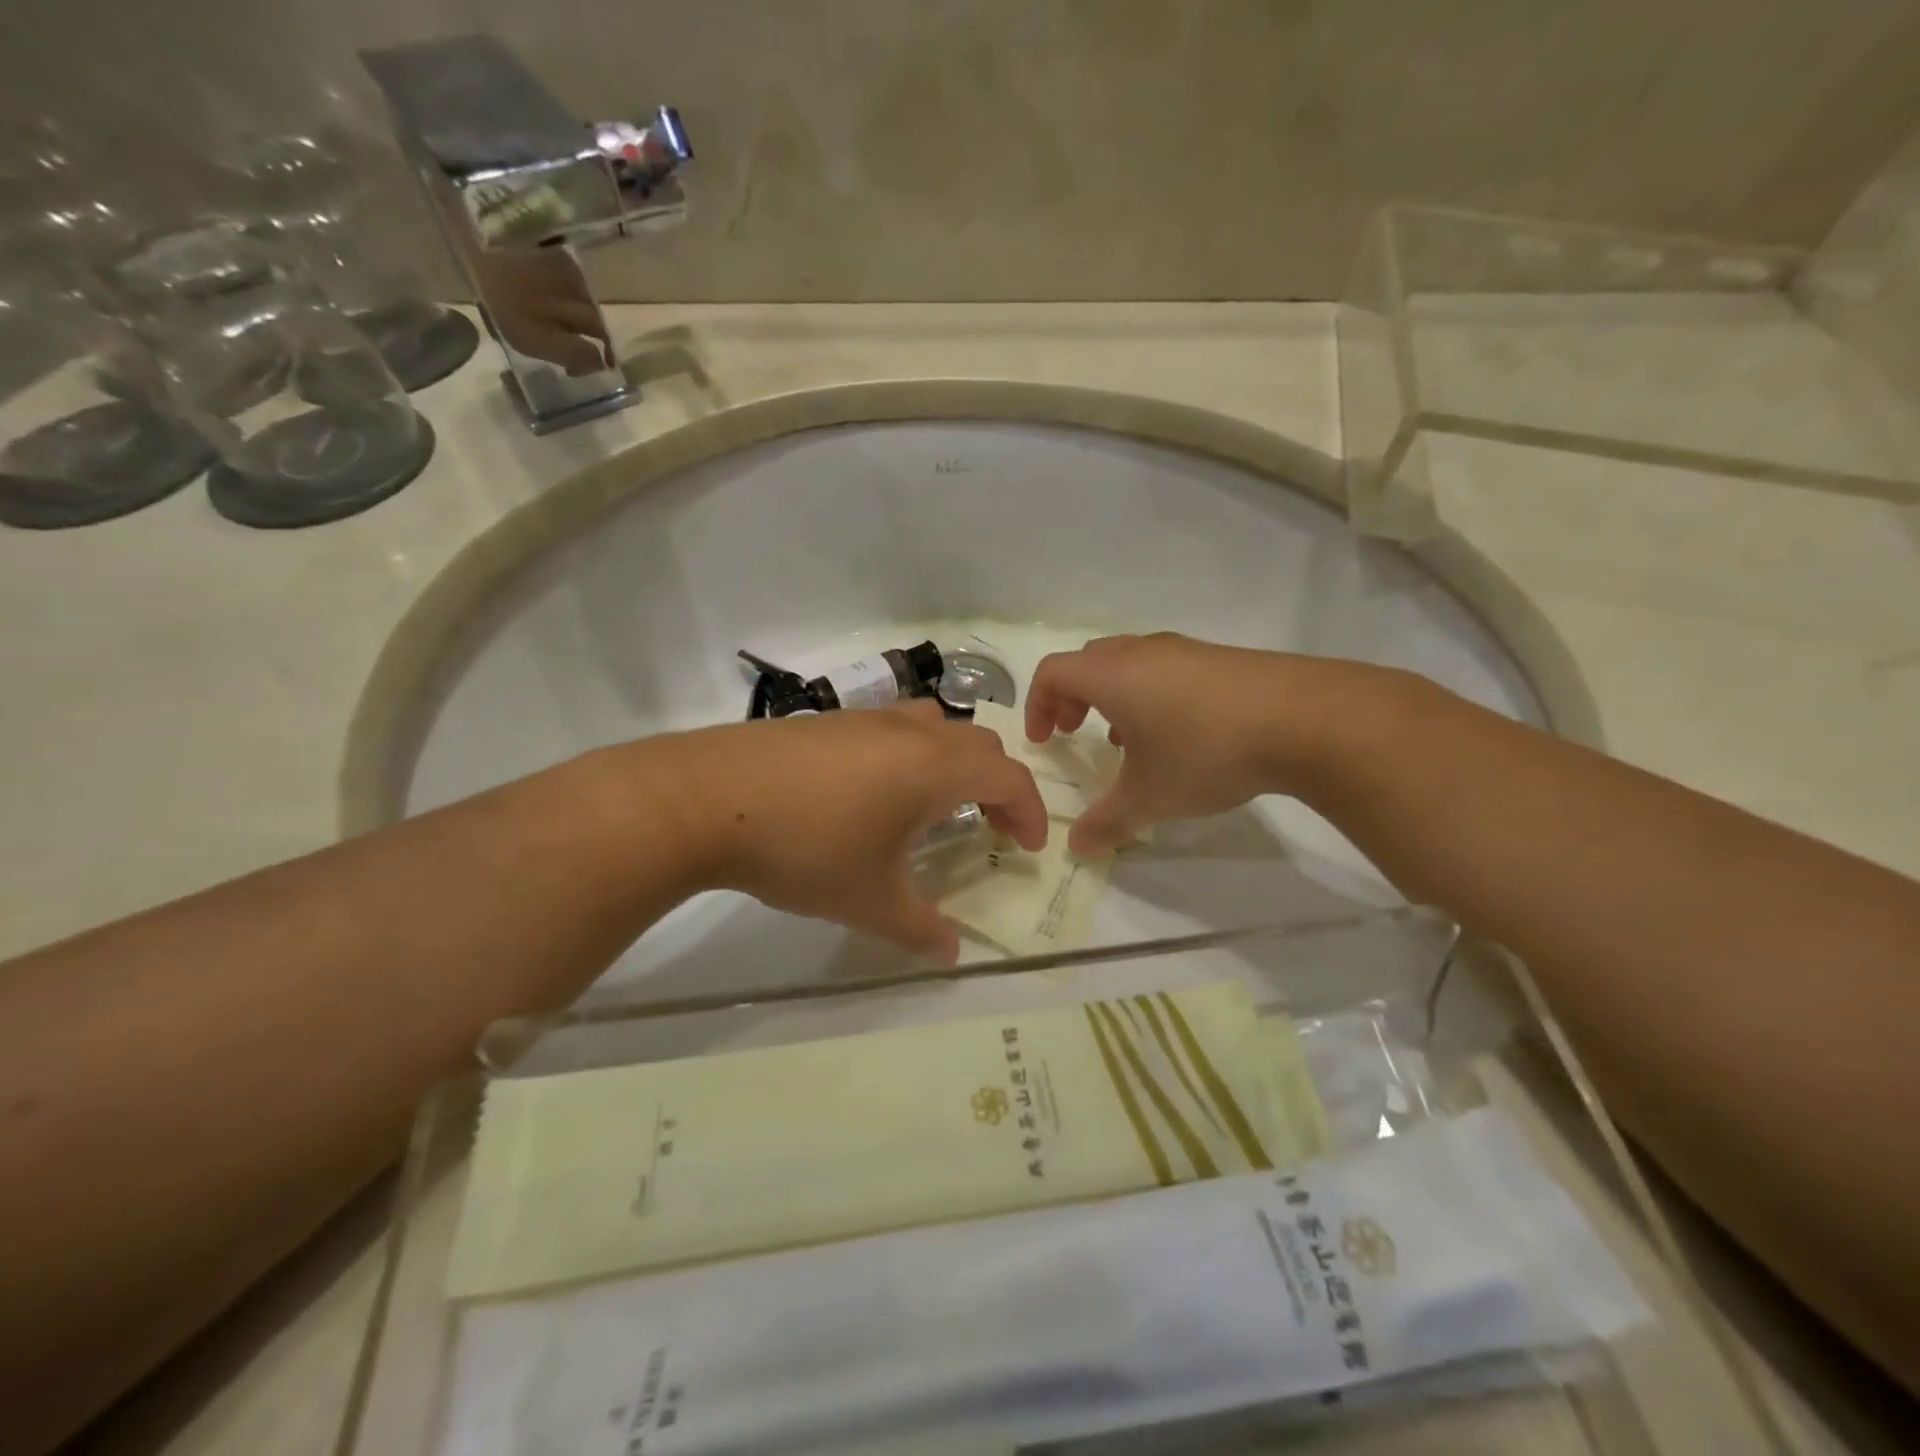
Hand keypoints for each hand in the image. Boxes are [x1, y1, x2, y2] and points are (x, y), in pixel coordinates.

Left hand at [654, 703, 1048, 962]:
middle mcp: (908, 733)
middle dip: (999, 785)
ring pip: (936, 725)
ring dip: (955, 760)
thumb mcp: (868, 900)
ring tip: (940, 802)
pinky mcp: (827, 720)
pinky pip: (893, 727)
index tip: (1028, 847)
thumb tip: (951, 956)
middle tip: (993, 827)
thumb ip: (918, 929)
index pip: (1008, 778)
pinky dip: (913, 753)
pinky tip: (877, 791)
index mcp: (932, 768)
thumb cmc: (804, 848)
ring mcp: (865, 719)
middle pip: (979, 745)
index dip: (1030, 811)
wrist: (705, 799)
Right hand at [1025, 633, 1400, 854]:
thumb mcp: (1150, 797)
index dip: (1037, 705)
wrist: (1304, 719)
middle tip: (1074, 732)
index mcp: (1112, 675)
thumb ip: (1107, 823)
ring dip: (1112, 696)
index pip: (1052, 672)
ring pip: (1129, 663)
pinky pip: (1166, 669)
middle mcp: (1142, 652)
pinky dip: (1151, 694)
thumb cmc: (1205, 751)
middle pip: (1088, 661)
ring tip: (1125, 740)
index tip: (1046, 741)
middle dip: (1071, 697)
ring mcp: (1185, 651)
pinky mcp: (1221, 659)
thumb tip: (1078, 849)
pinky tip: (1177, 736)